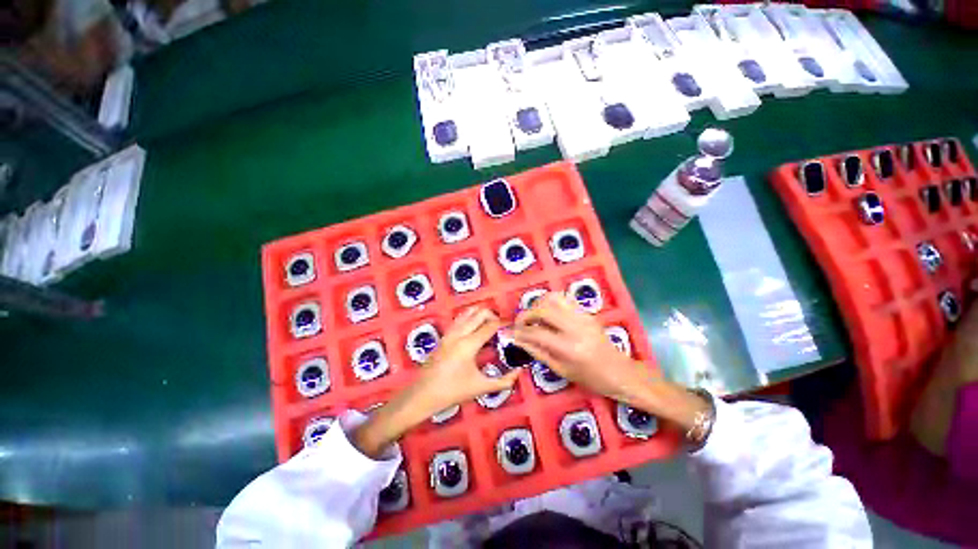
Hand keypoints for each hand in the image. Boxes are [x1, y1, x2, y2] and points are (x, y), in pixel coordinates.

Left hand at [410, 307, 520, 414]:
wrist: (423, 394)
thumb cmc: (453, 391)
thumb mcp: (481, 387)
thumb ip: (504, 381)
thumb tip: (520, 371)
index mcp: (469, 344)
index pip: (490, 325)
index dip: (503, 324)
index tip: (511, 327)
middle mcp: (459, 333)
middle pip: (479, 313)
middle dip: (493, 315)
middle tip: (501, 327)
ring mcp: (449, 333)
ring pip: (467, 312)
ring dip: (480, 314)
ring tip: (489, 325)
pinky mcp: (444, 335)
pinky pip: (459, 319)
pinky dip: (470, 317)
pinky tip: (474, 328)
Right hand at [514, 293, 707, 431]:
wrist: (621, 372)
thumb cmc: (591, 379)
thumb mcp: (562, 370)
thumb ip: (538, 352)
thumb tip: (519, 341)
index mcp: (568, 347)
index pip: (537, 333)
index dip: (520, 332)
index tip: (510, 332)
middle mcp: (575, 327)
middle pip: (543, 309)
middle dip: (526, 313)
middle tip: (520, 323)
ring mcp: (582, 317)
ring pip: (554, 298)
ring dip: (539, 304)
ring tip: (533, 315)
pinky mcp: (587, 313)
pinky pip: (564, 299)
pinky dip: (551, 302)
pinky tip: (547, 312)